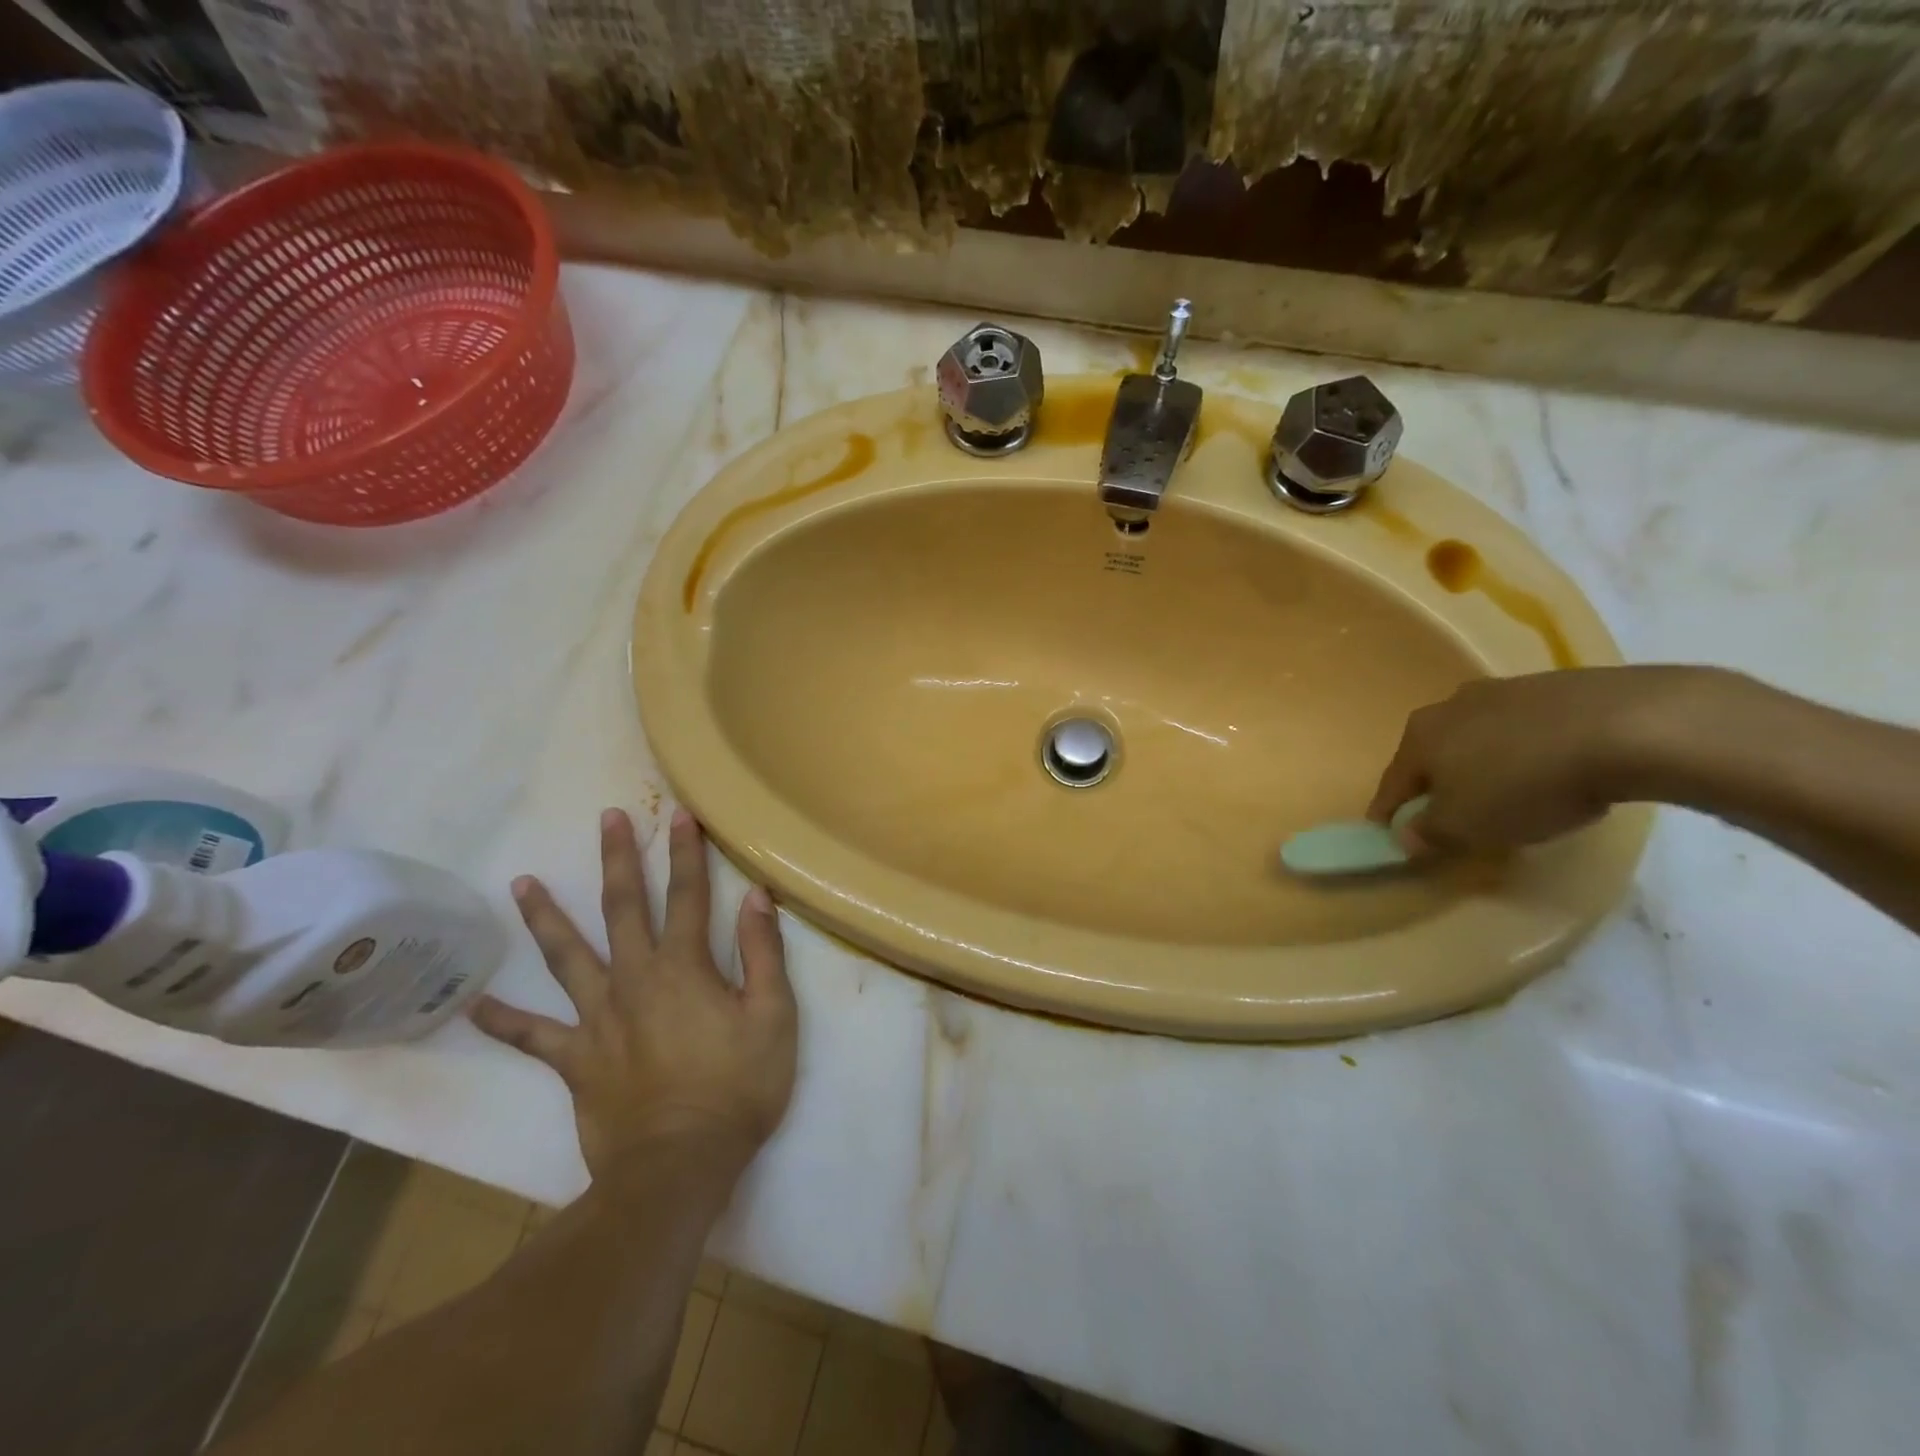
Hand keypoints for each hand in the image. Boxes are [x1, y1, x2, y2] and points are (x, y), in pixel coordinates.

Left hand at [472, 808, 796, 1185]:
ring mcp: (598, 1018)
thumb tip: (755, 897)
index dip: (687, 853)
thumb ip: (763, 953)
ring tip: (522, 883)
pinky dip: (500, 1020)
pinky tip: (469, 1004)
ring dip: (546, 917)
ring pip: (566, 957)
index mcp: (684, 967)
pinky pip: (531, 1036)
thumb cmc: (737, 1087)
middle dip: (618, 860)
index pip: (687, 895)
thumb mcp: (773, 1016)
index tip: (679, 815)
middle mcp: (635, 979)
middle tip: (606, 820)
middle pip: (623, 908)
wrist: (680, 1165)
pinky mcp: (574, 1059)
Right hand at [1367, 666, 1719, 852]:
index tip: (1390, 835)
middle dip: (1437, 784)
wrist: (1628, 726)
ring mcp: (1504, 691)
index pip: (1392, 783)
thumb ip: (1428, 833)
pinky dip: (1527, 751)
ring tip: (1510, 795)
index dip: (1388, 813)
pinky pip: (1526, 728)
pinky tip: (1554, 772)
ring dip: (1483, 765)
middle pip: (1433, 755)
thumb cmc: (1525, 783)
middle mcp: (1450, 706)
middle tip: (1453, 816)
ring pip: (1479, 738)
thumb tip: (1407, 835)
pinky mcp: (1556, 687)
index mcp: (1419, 736)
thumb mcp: (1466, 826)